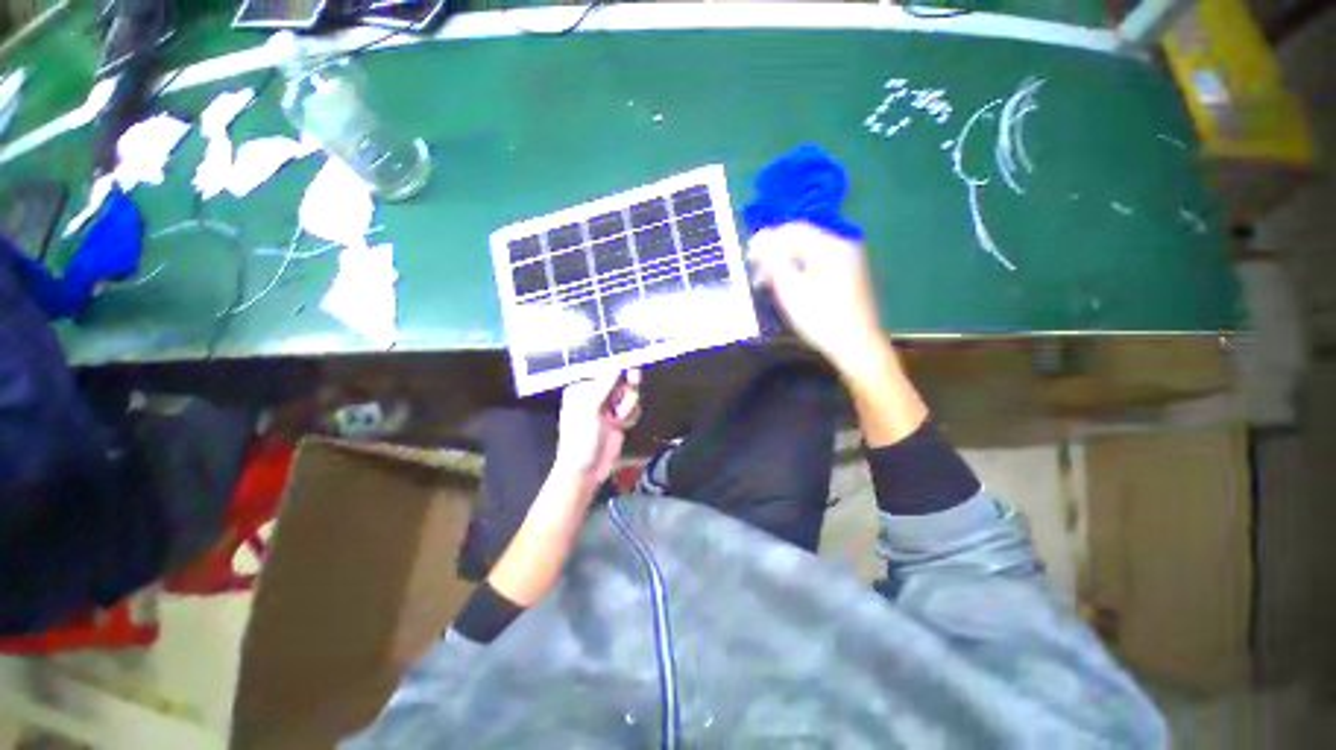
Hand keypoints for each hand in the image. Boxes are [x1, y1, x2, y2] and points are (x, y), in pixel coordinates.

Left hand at [552, 369, 641, 483]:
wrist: (586, 470)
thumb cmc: (582, 438)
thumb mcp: (591, 408)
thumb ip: (605, 385)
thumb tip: (618, 364)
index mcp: (583, 389)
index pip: (608, 373)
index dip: (621, 375)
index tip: (632, 377)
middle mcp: (596, 395)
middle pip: (622, 383)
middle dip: (626, 395)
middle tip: (625, 403)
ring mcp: (608, 408)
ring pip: (630, 396)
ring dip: (628, 408)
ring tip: (617, 421)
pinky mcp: (618, 419)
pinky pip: (633, 408)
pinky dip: (631, 416)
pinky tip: (623, 426)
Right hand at [748, 222, 886, 374]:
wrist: (856, 344)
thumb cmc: (819, 318)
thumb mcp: (789, 288)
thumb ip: (773, 259)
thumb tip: (760, 238)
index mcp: (828, 245)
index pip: (791, 230)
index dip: (766, 241)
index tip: (749, 259)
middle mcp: (842, 244)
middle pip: (801, 239)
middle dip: (777, 254)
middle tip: (759, 277)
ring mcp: (850, 259)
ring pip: (810, 252)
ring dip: (788, 263)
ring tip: (772, 285)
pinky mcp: (852, 273)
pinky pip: (821, 262)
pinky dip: (803, 270)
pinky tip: (794, 288)